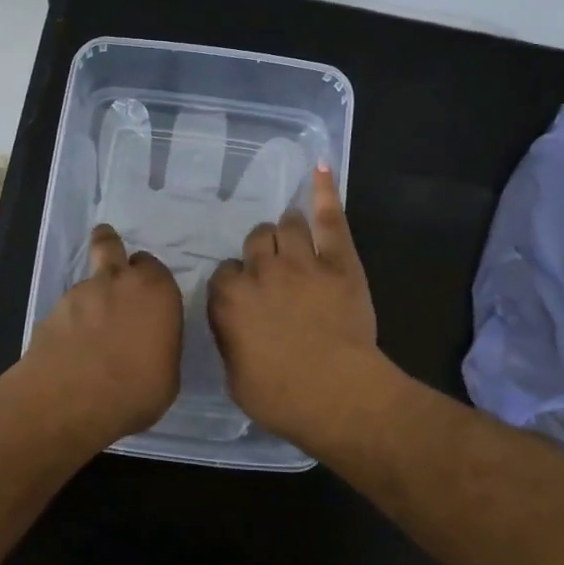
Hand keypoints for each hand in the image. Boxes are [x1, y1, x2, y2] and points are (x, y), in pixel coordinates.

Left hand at [18, 225, 182, 446]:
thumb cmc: (136, 389)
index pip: (154, 266)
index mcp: (156, 291)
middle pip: (110, 245)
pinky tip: (72, 347)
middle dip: (109, 245)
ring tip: (91, 329)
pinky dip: (70, 321)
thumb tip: (150, 345)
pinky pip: (67, 309)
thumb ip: (161, 347)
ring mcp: (80, 293)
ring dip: (91, 296)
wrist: (70, 399)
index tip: (149, 293)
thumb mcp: (167, 375)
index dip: (149, 277)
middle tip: (112, 262)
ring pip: (87, 280)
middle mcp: (118, 281)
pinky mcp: (51, 311)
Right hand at [207, 167, 383, 446]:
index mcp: (228, 300)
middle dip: (261, 252)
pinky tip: (320, 168)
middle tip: (273, 270)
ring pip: (286, 225)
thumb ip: (231, 340)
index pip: (224, 274)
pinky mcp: (339, 262)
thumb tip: (234, 327)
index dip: (237, 284)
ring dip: (287, 230)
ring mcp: (301, 262)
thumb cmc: (280, 397)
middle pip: (255, 242)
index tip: (246, 297)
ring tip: (293, 238)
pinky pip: (330, 219)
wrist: (337, 394)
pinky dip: (325, 192)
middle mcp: (260, 271)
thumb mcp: (236, 377)